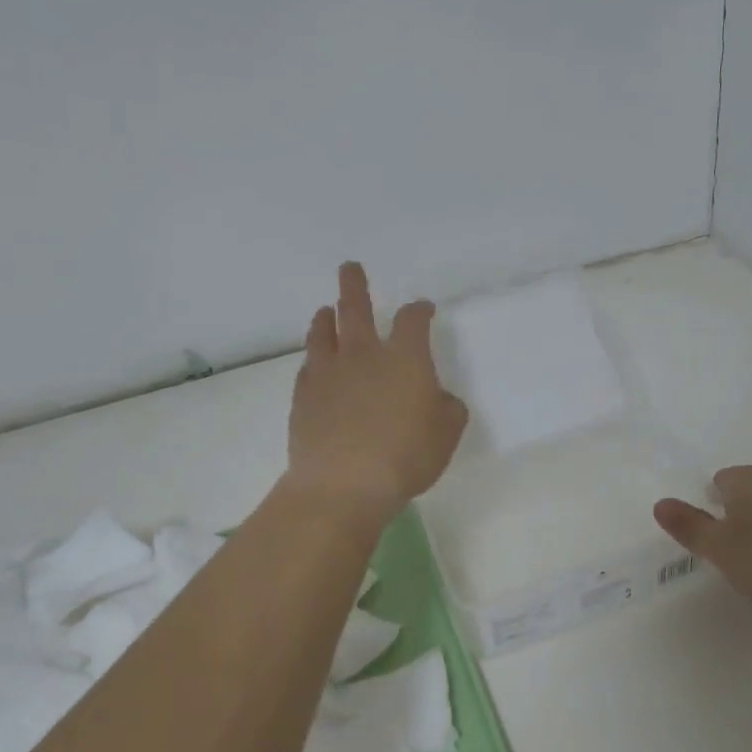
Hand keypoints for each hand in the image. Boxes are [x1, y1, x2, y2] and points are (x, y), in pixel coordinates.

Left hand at [286, 262, 468, 522]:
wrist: (343, 484)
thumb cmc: (406, 456)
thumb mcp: (446, 434)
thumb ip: (447, 408)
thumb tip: (438, 398)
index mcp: (405, 358)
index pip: (413, 320)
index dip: (420, 310)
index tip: (423, 308)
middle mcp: (364, 355)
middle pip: (356, 308)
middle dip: (355, 284)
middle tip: (349, 267)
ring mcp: (329, 373)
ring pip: (324, 332)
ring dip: (326, 317)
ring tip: (326, 310)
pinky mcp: (304, 396)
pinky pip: (308, 366)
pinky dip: (314, 357)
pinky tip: (316, 363)